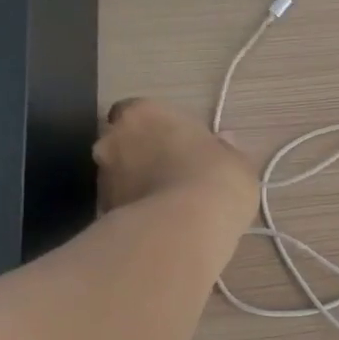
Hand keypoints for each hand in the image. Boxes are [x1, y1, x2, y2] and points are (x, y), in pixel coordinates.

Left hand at [94, 98, 256, 228]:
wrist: (185, 228)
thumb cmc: (216, 179)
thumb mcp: (238, 162)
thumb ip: (225, 149)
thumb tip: (223, 141)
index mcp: (144, 112)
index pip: (143, 111)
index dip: (162, 128)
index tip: (183, 144)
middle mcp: (113, 139)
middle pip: (125, 142)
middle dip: (144, 155)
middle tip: (176, 174)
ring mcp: (103, 177)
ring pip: (120, 176)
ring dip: (138, 185)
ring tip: (171, 206)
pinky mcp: (101, 213)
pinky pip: (122, 206)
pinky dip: (136, 211)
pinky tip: (163, 226)